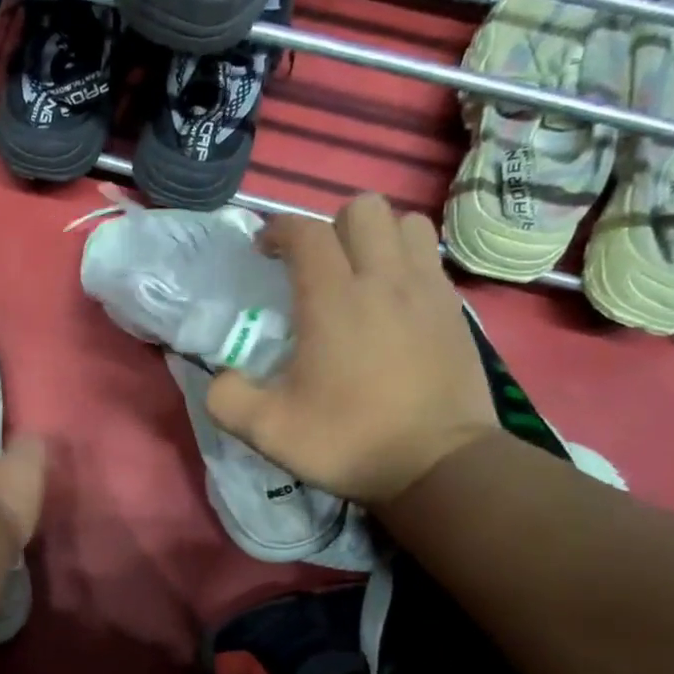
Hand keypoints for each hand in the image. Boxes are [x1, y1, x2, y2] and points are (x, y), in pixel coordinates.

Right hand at [206, 195, 497, 507]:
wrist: (438, 464)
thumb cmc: (348, 441)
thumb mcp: (267, 431)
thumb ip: (227, 397)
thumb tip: (220, 376)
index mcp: (333, 299)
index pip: (305, 231)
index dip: (277, 229)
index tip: (263, 251)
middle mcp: (383, 279)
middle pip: (361, 208)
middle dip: (329, 224)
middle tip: (313, 264)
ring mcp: (426, 289)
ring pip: (404, 222)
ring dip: (375, 235)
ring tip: (357, 272)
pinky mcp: (454, 308)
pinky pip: (429, 257)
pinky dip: (405, 261)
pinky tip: (390, 300)